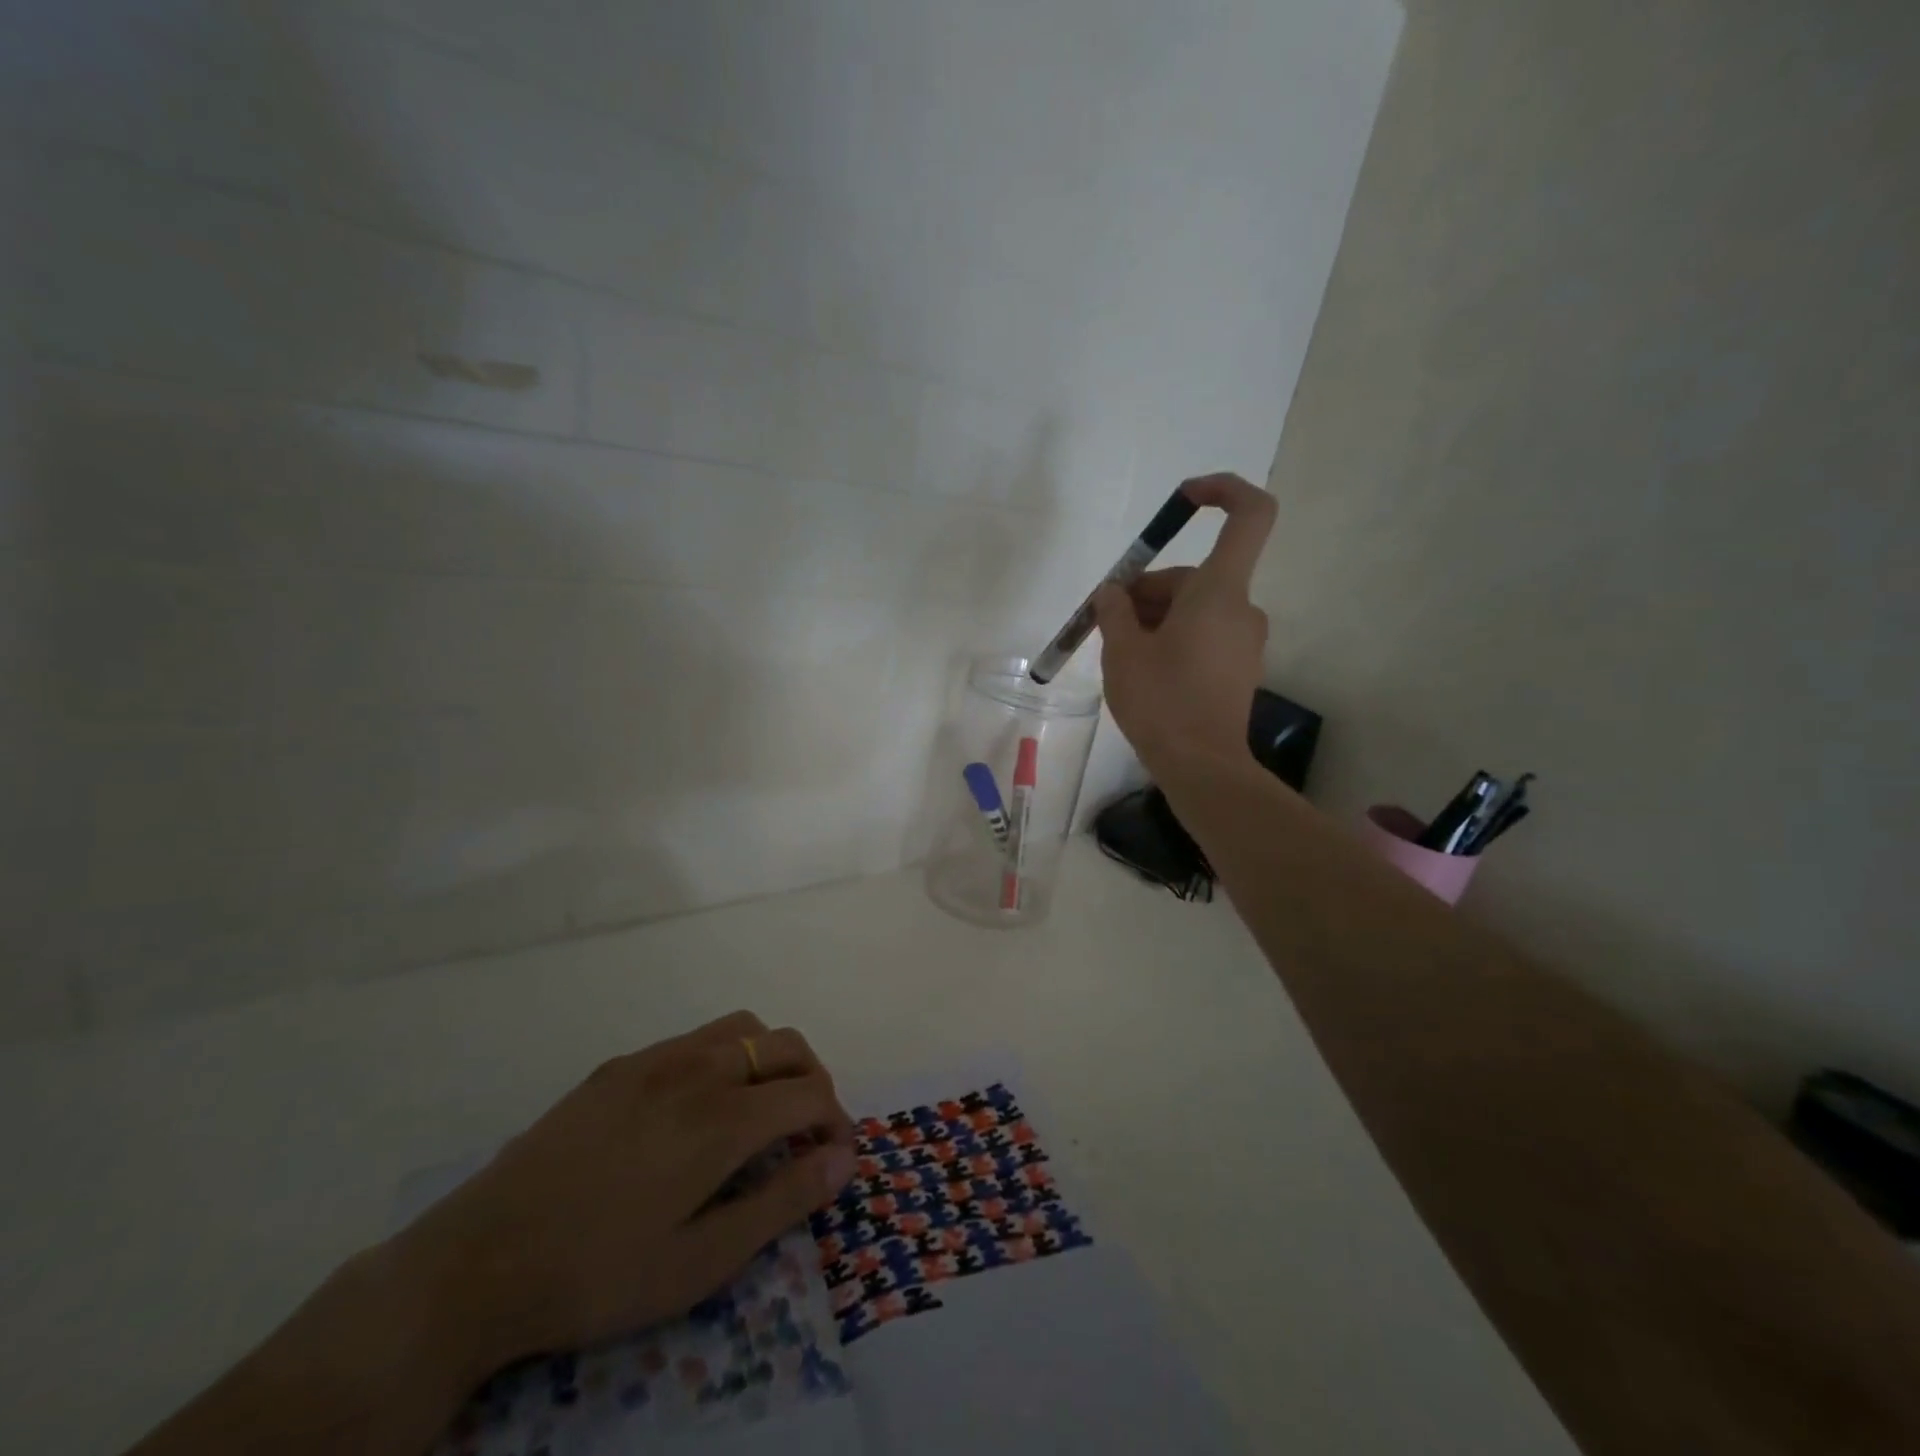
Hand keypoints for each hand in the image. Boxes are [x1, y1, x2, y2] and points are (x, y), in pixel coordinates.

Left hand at [396, 1011, 855, 1379]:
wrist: (476, 1263)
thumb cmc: (598, 1274)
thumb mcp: (700, 1263)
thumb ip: (783, 1203)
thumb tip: (845, 1158)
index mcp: (723, 1118)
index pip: (810, 1093)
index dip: (837, 1120)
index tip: (836, 1156)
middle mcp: (697, 1069)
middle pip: (785, 1045)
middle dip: (813, 1080)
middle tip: (807, 1130)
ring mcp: (655, 1060)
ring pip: (741, 1028)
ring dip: (769, 1058)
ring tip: (761, 1107)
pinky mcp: (620, 1066)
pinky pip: (694, 1038)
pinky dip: (724, 1057)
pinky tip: (697, 1108)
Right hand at [1094, 473, 1276, 771]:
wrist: (1202, 767)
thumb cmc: (1160, 701)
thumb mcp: (1123, 651)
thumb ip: (1115, 610)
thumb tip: (1113, 593)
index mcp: (1219, 592)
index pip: (1249, 516)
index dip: (1222, 491)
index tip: (1185, 498)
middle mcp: (1242, 609)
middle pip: (1195, 577)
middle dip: (1149, 592)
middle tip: (1107, 623)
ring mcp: (1245, 642)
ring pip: (1195, 609)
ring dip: (1156, 619)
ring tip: (1119, 652)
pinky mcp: (1240, 669)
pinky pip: (1204, 635)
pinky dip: (1174, 639)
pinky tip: (1144, 670)